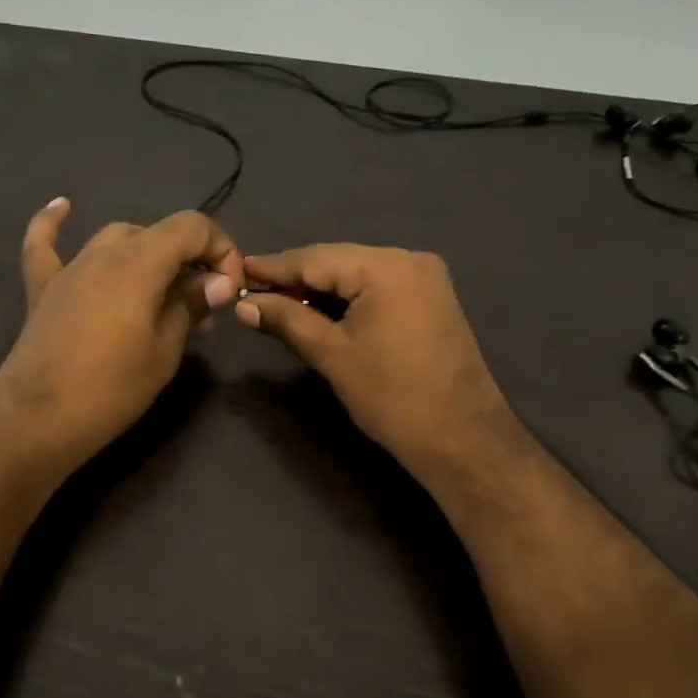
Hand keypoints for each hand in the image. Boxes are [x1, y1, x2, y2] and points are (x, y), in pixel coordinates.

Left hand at [0, 199, 243, 468]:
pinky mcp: (43, 288)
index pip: (192, 228)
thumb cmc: (112, 389)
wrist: (38, 421)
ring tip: (166, 291)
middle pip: (158, 235)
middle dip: (190, 262)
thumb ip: (190, 306)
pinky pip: (45, 244)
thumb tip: (218, 282)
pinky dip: (54, 224)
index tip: (228, 290)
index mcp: (140, 262)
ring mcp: (69, 268)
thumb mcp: (165, 350)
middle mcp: (104, 252)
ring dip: (148, 255)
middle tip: (205, 309)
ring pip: (116, 239)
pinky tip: (62, 206)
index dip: (221, 250)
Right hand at [236, 244, 522, 479]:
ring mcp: (425, 278)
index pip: (315, 258)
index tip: (236, 271)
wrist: (461, 439)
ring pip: (356, 274)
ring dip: (319, 288)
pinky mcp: (431, 298)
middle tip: (252, 293)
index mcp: (386, 267)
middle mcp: (409, 259)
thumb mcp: (332, 355)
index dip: (273, 267)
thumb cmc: (392, 397)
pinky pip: (377, 287)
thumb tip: (244, 305)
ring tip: (278, 302)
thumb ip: (287, 320)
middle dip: (295, 278)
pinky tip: (318, 309)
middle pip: (337, 261)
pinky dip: (346, 297)